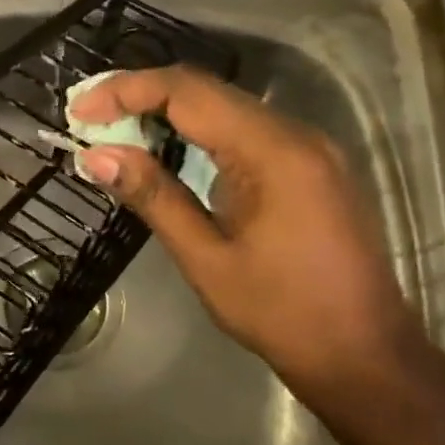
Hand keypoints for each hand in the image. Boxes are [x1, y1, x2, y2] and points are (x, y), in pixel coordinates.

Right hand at [70, 65, 427, 404]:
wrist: (365, 354)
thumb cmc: (282, 313)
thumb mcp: (206, 259)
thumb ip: (153, 197)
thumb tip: (95, 156)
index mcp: (273, 152)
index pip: (188, 92)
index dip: (127, 92)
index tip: (79, 111)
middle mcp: (295, 134)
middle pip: (206, 90)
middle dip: (140, 96)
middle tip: (87, 118)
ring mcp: (308, 148)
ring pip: (224, 107)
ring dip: (166, 112)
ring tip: (113, 132)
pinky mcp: (309, 166)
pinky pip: (243, 130)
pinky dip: (196, 132)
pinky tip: (165, 151)